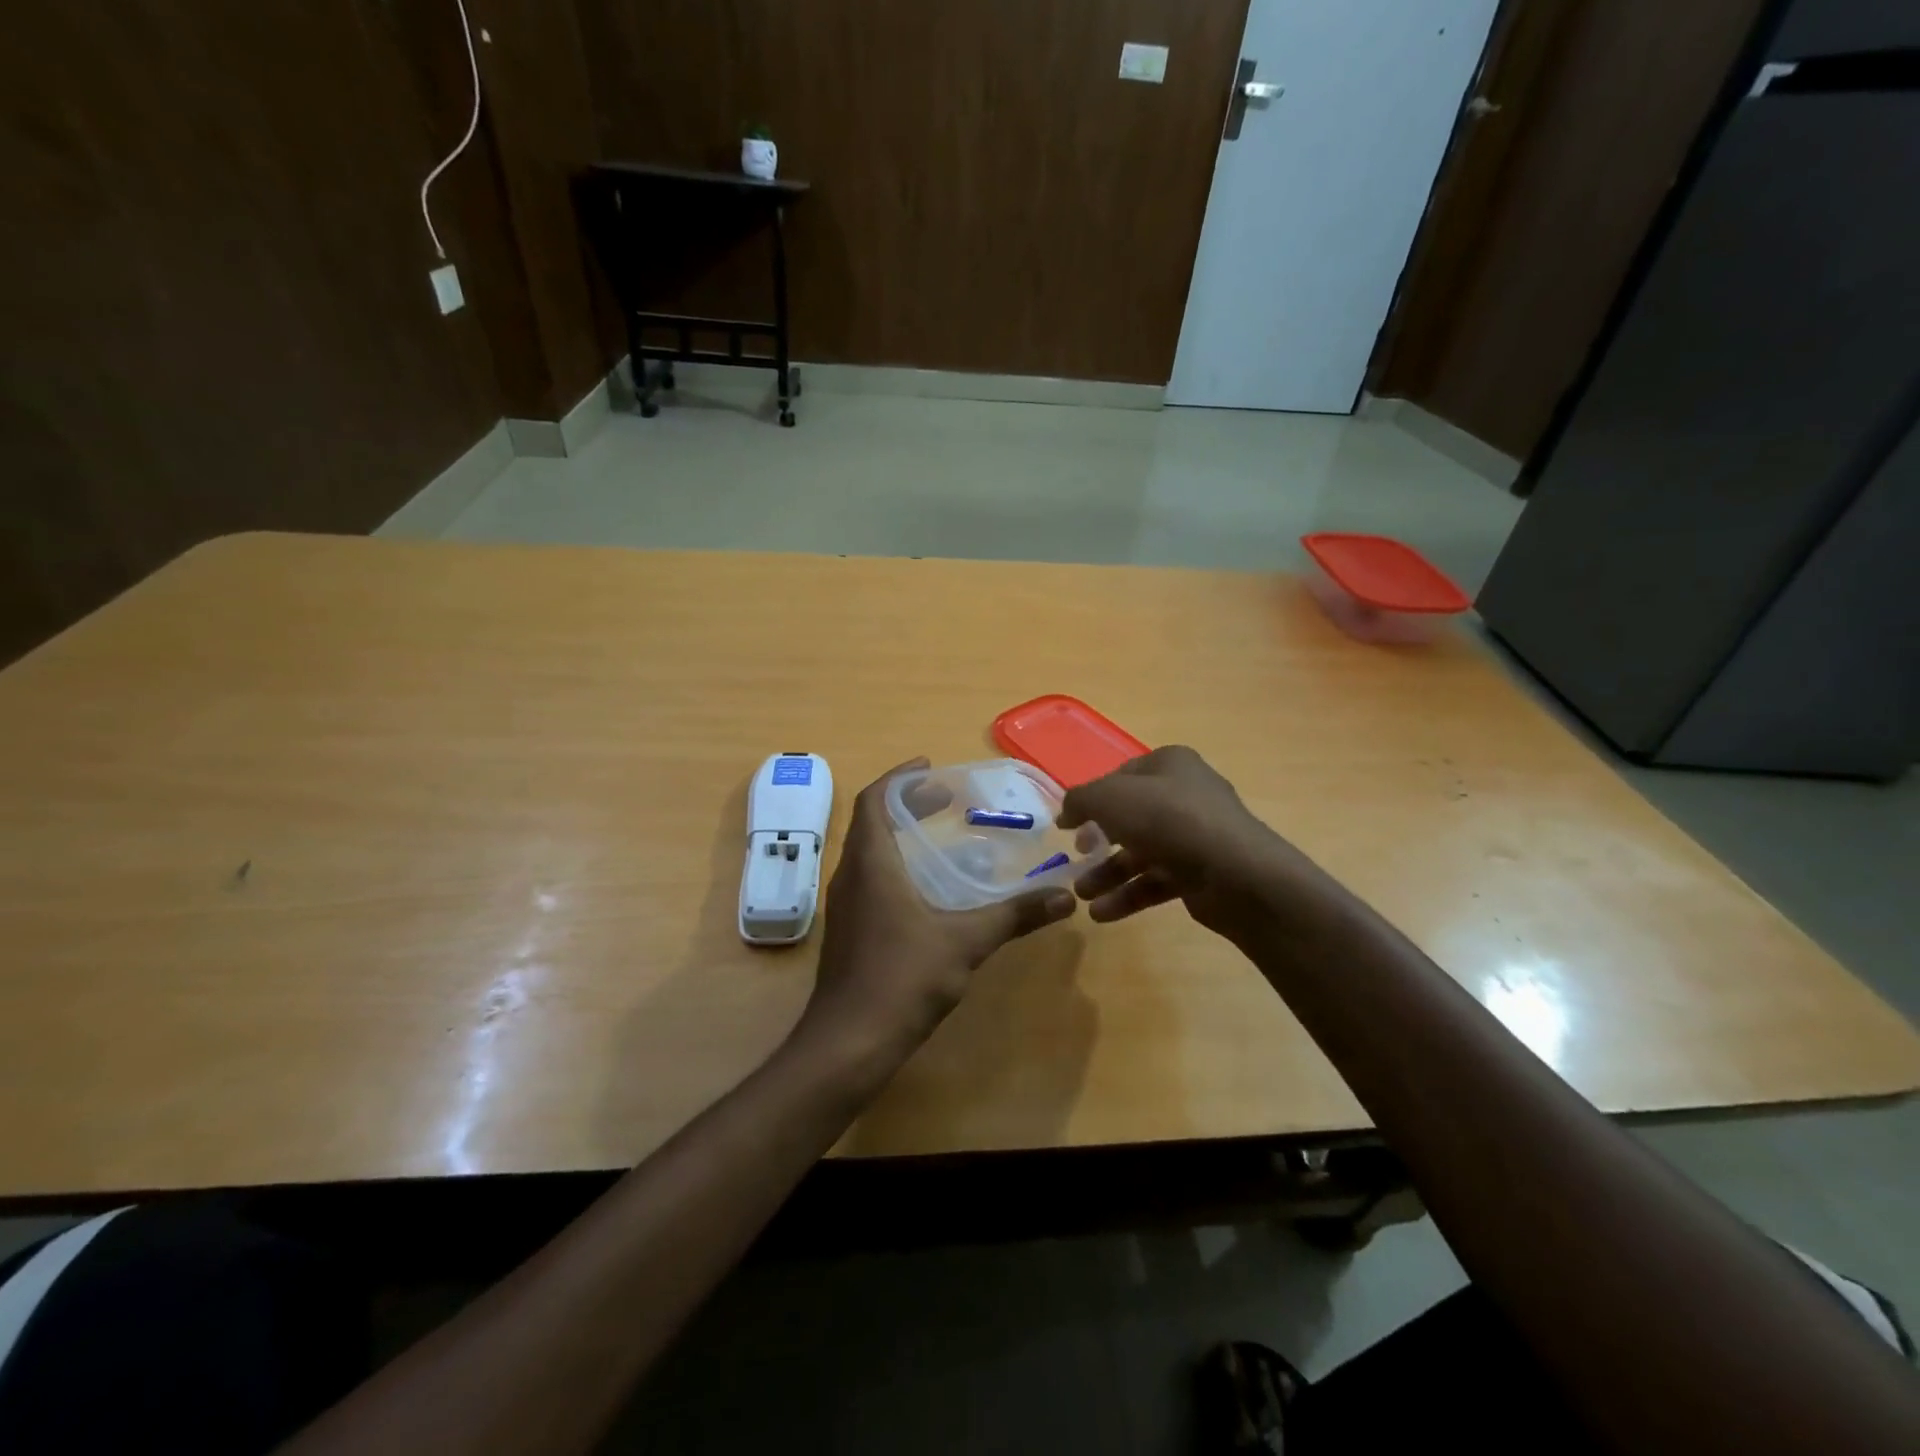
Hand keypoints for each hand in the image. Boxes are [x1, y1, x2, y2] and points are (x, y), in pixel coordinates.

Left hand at [795, 758, 1076, 1078]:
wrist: (848, 1043)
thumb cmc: (902, 978)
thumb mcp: (965, 942)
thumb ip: (1014, 915)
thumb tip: (1063, 897)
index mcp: (871, 863)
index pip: (874, 800)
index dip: (899, 778)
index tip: (930, 767)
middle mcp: (851, 876)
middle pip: (872, 822)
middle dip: (907, 804)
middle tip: (945, 798)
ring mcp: (846, 906)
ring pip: (870, 853)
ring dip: (900, 835)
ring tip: (939, 836)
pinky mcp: (850, 932)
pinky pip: (870, 879)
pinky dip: (896, 866)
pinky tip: (927, 890)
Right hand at [1060, 746, 1332, 937]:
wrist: (1235, 873)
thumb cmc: (1168, 820)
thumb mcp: (1110, 798)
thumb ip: (1081, 799)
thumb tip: (1067, 811)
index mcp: (1169, 765)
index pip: (1120, 777)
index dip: (1091, 799)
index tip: (1066, 824)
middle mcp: (1185, 794)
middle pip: (1130, 817)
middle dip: (1098, 841)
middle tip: (1076, 856)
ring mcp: (1197, 836)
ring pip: (1142, 852)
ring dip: (1109, 873)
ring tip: (1083, 896)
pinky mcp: (1202, 873)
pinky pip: (1158, 880)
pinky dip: (1130, 894)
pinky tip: (1103, 914)